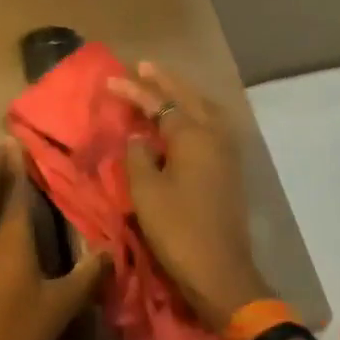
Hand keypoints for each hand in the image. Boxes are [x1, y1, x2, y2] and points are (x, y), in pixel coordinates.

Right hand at [108, 62, 273, 331]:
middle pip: (188, 97)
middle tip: (143, 67)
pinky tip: (183, 119)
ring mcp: (226, 153)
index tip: (110, 80)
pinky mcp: (229, 170)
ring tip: (164, 87)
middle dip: (165, 81)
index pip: (159, 103)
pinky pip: (211, 126)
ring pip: (205, 110)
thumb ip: (138, 157)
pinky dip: (195, 113)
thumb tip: (139, 139)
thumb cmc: (178, 229)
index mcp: (192, 136)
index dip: (134, 91)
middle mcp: (214, 136)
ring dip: (184, 94)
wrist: (220, 272)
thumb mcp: (145, 192)